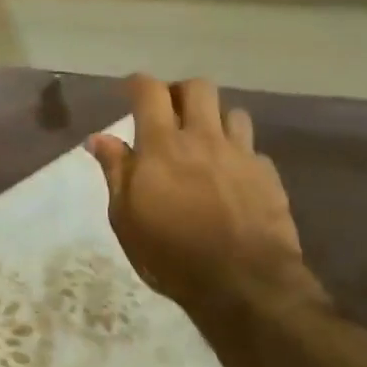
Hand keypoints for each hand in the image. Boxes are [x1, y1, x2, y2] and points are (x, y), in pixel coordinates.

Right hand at [88, 76, 325, 326]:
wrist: (243, 283)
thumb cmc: (170, 252)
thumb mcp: (126, 217)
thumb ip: (115, 171)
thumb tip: (98, 138)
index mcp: (163, 145)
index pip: (150, 92)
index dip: (137, 84)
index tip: (128, 90)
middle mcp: (204, 139)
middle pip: (198, 89)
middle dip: (180, 92)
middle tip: (168, 112)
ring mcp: (241, 155)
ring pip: (232, 112)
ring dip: (214, 119)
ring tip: (203, 141)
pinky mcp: (267, 176)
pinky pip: (252, 149)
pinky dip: (237, 153)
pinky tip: (230, 175)